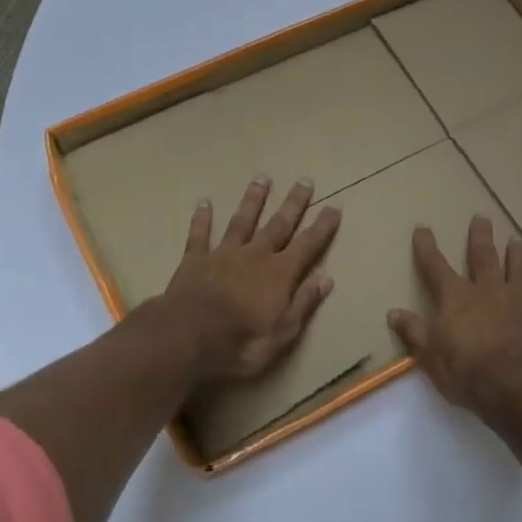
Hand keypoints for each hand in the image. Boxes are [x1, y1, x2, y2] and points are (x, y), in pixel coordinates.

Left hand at [164, 176, 340, 381]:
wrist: (187, 337)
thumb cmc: (240, 342)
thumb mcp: (282, 333)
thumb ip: (303, 303)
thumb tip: (326, 278)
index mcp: (279, 274)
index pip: (307, 245)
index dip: (322, 227)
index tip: (334, 207)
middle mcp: (255, 255)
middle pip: (278, 224)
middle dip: (293, 203)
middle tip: (304, 180)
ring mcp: (223, 254)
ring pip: (242, 221)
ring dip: (253, 200)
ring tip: (262, 178)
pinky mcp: (195, 260)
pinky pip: (200, 234)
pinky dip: (202, 219)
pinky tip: (204, 202)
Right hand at [388, 216, 521, 424]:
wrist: (518, 389)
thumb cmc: (468, 374)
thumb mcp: (430, 356)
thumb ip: (414, 332)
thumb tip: (393, 312)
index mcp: (457, 299)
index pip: (436, 267)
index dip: (427, 247)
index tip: (423, 228)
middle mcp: (488, 291)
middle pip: (483, 257)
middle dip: (480, 237)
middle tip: (481, 217)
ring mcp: (520, 301)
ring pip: (517, 269)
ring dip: (516, 253)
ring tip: (515, 238)